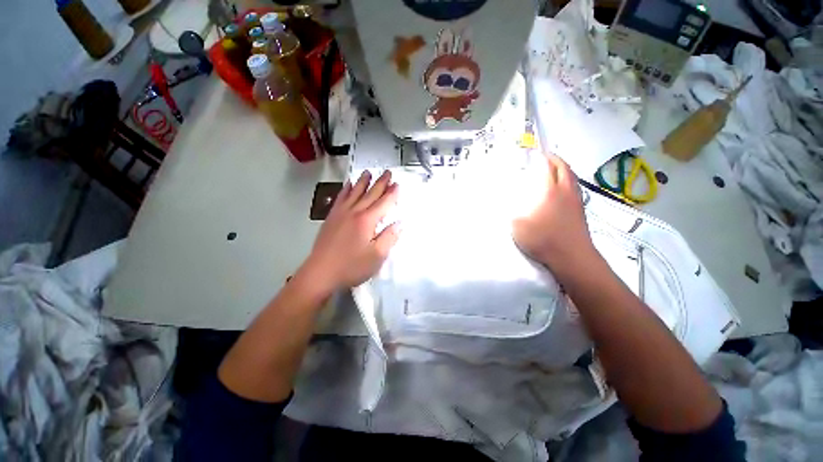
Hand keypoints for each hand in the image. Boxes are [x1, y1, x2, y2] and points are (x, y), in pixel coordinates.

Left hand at [297, 170, 400, 297]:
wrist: (320, 273)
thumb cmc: (351, 266)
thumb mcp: (377, 256)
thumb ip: (390, 237)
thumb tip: (400, 223)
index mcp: (367, 220)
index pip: (384, 203)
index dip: (392, 193)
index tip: (397, 184)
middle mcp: (354, 212)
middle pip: (370, 193)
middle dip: (381, 182)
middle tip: (387, 172)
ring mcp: (341, 213)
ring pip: (354, 192)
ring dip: (363, 181)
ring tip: (368, 172)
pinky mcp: (331, 218)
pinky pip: (340, 198)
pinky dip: (346, 189)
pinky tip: (347, 185)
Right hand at [513, 154, 595, 273]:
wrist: (572, 258)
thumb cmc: (544, 239)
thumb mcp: (518, 226)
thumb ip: (513, 214)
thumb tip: (511, 209)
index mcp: (551, 191)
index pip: (550, 168)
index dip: (545, 158)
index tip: (538, 153)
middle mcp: (566, 193)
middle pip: (565, 169)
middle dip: (557, 160)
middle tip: (547, 158)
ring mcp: (576, 203)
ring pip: (572, 180)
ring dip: (565, 171)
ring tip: (555, 172)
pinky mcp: (580, 213)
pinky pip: (575, 191)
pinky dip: (568, 184)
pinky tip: (561, 193)